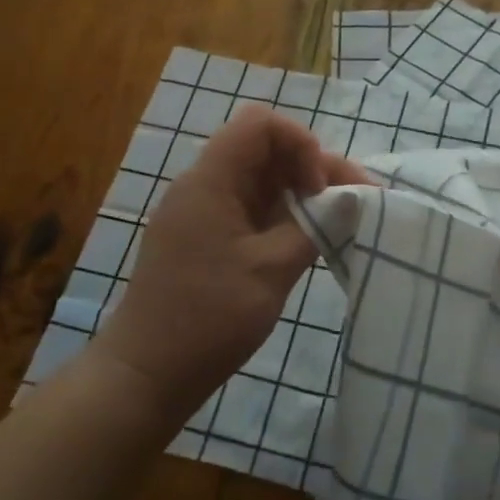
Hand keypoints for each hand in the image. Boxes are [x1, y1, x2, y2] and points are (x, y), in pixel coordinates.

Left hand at [94, 106, 365, 424]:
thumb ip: (315, 226)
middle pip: (264, 151)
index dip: (301, 143)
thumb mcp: (271, 270)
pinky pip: (249, 210)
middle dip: (312, 168)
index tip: (320, 189)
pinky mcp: (205, 240)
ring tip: (338, 221)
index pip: (261, 125)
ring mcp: (202, 214)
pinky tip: (307, 240)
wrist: (146, 374)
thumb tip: (350, 197)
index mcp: (211, 181)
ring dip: (300, 194)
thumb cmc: (208, 318)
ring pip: (259, 182)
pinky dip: (281, 216)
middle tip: (353, 202)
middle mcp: (203, 186)